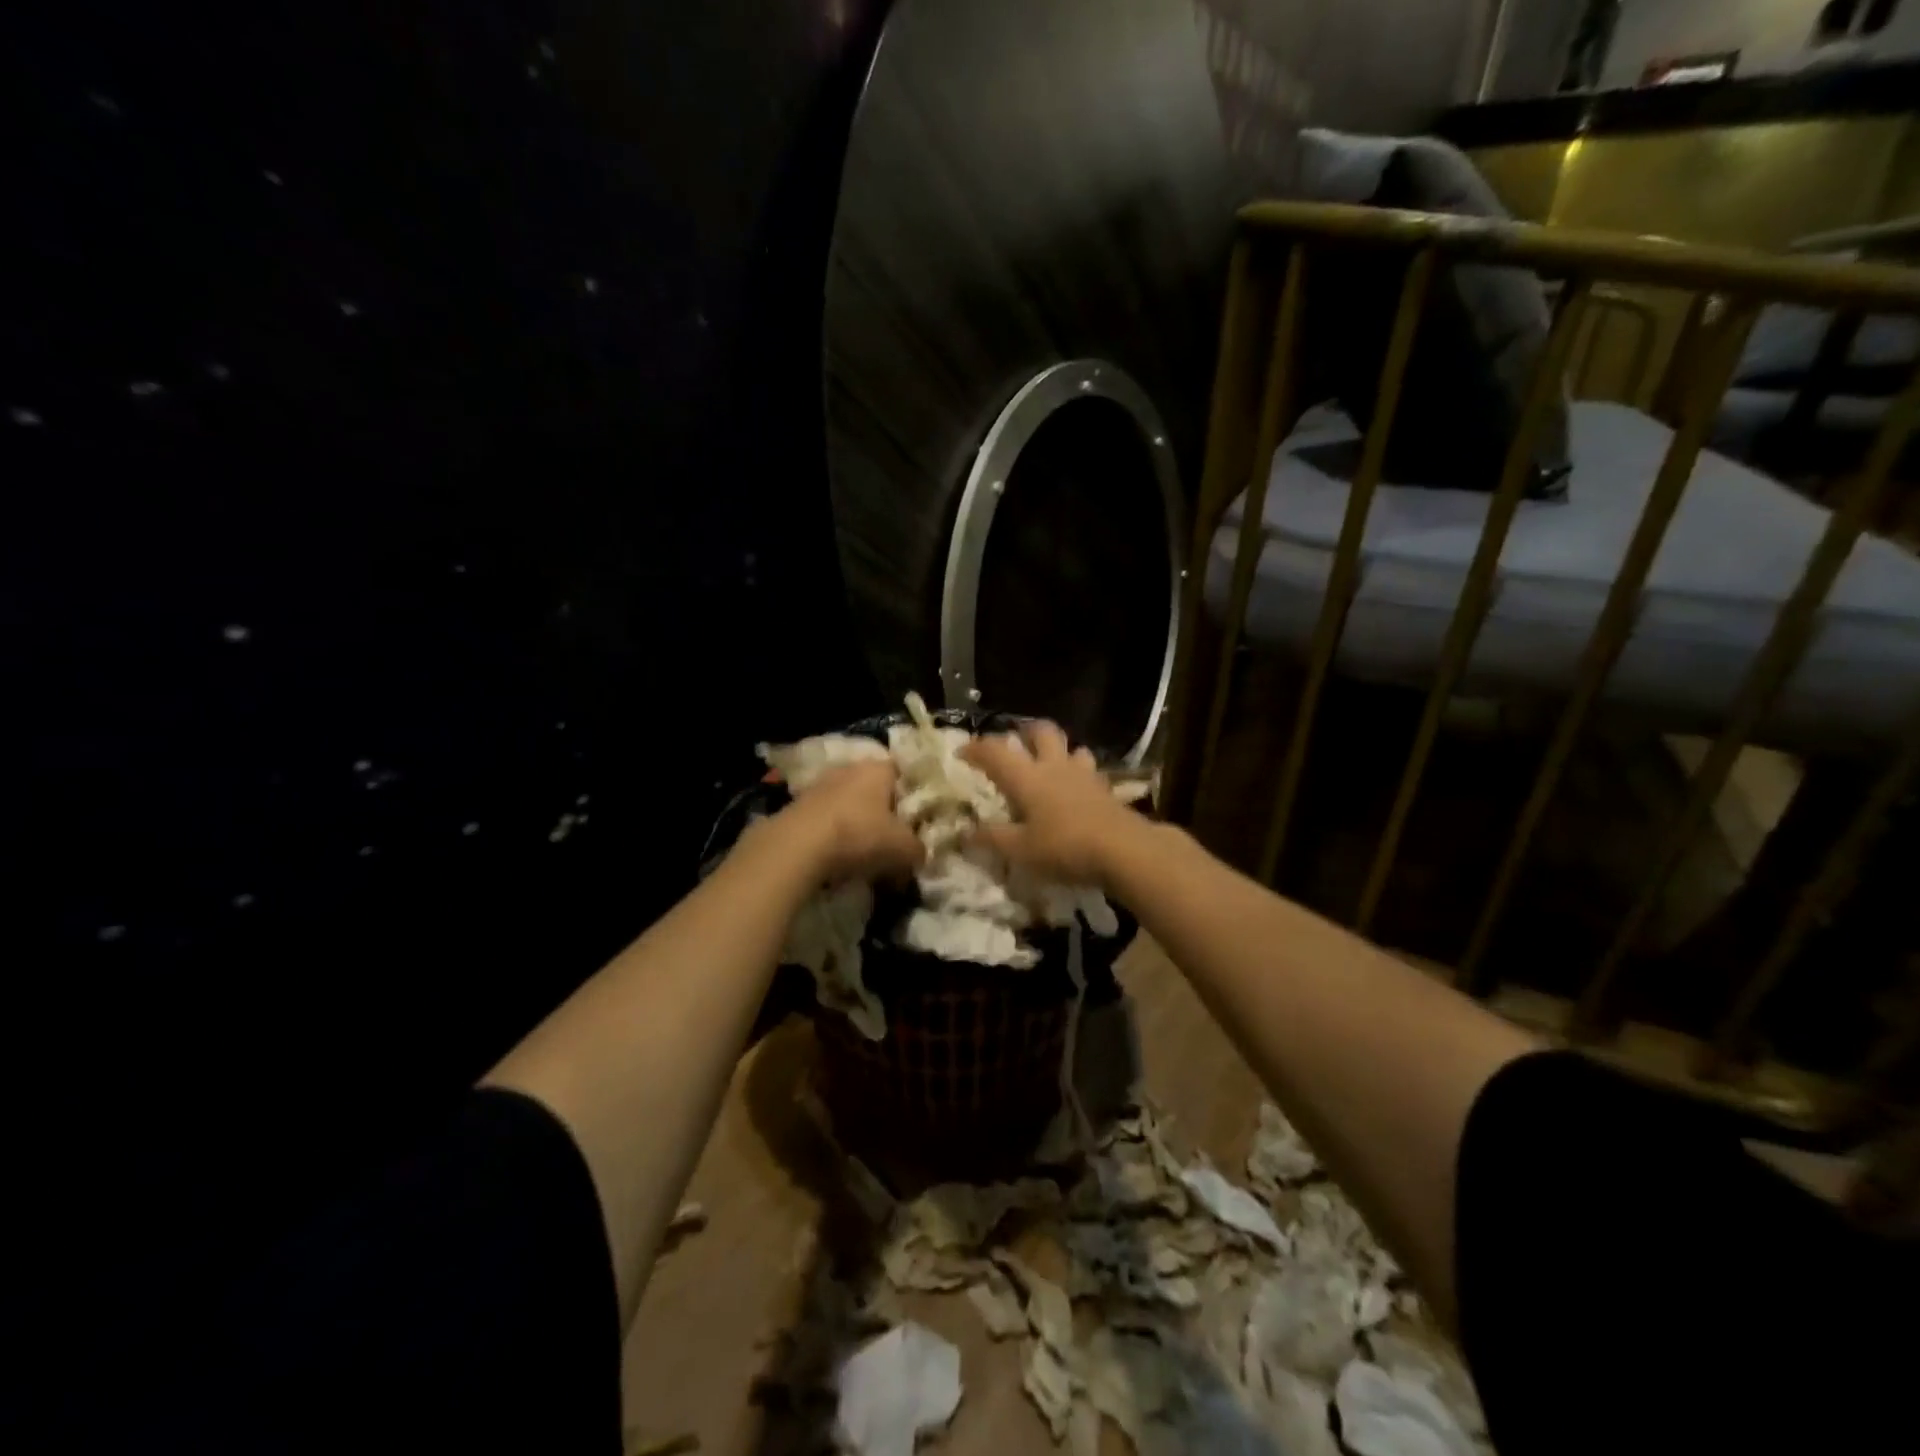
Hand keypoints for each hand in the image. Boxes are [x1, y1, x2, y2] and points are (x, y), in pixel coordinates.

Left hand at [775, 760, 923, 883]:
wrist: (797, 847)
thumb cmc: (860, 835)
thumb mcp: (904, 848)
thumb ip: (918, 849)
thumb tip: (918, 854)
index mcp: (877, 768)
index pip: (901, 774)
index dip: (910, 797)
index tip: (915, 822)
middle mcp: (848, 769)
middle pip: (873, 790)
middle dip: (882, 814)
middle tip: (892, 842)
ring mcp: (819, 786)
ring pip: (847, 806)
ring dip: (855, 826)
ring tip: (864, 857)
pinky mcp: (796, 807)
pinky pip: (825, 822)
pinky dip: (833, 838)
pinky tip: (837, 860)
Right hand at [960, 721, 1143, 885]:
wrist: (1123, 849)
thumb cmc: (1064, 846)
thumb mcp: (1020, 850)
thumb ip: (991, 838)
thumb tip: (962, 833)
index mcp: (1027, 777)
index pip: (995, 752)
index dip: (975, 748)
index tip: (962, 753)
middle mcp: (1054, 766)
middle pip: (1040, 731)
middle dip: (1025, 733)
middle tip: (1015, 745)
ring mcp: (1083, 773)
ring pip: (1070, 747)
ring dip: (1057, 750)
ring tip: (1050, 765)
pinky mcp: (1105, 787)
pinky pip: (1089, 769)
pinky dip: (1079, 772)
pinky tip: (1077, 789)